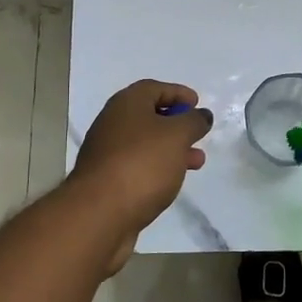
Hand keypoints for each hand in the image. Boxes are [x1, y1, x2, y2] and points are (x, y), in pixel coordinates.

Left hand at [70, 80, 213, 272]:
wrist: (99, 213)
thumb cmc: (142, 164)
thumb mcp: (177, 136)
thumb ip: (193, 121)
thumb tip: (202, 115)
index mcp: (126, 104)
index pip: (154, 88)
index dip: (178, 92)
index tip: (197, 104)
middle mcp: (112, 123)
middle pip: (148, 116)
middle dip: (177, 124)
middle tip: (198, 134)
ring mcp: (107, 153)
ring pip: (145, 144)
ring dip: (172, 149)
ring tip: (196, 162)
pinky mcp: (107, 181)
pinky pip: (138, 166)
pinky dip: (158, 168)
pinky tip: (172, 182)